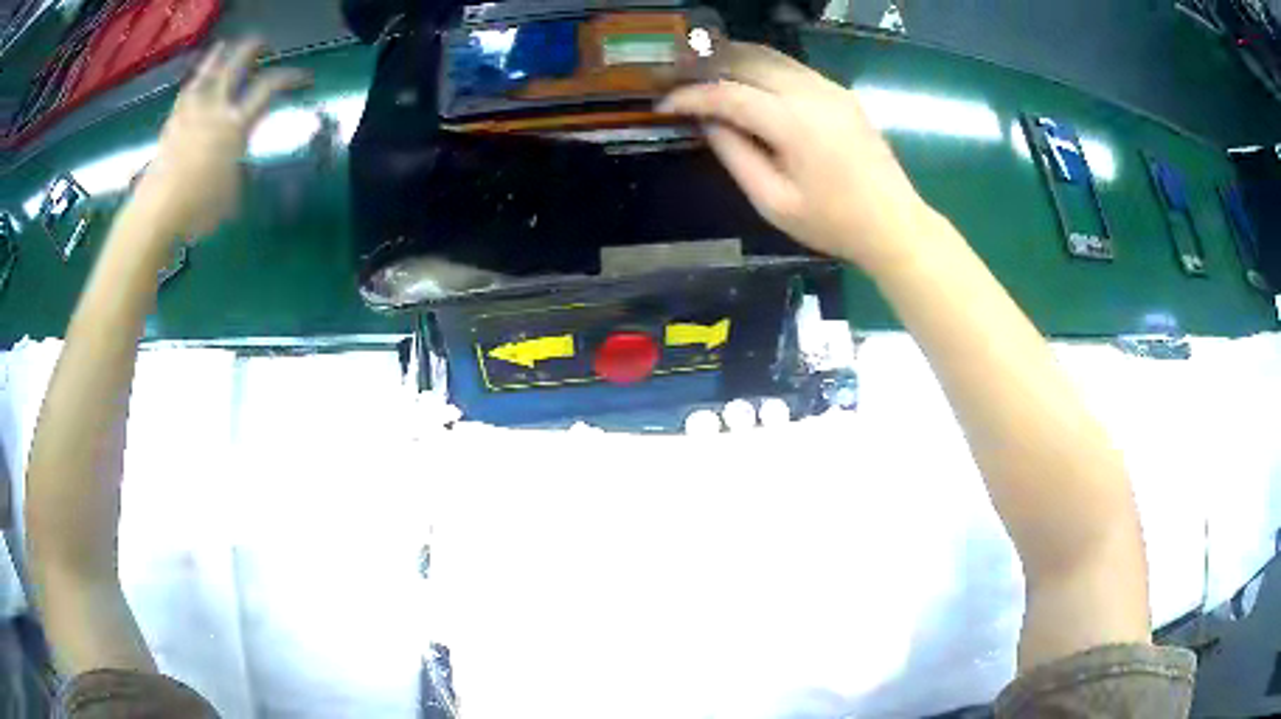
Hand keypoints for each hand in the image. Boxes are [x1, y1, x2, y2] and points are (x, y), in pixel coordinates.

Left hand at [136, 38, 309, 239]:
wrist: (157, 214)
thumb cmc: (199, 209)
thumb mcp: (233, 190)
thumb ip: (240, 163)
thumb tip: (240, 156)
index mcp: (236, 124)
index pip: (270, 88)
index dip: (291, 77)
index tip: (305, 79)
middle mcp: (215, 108)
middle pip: (239, 63)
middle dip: (255, 48)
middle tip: (265, 46)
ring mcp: (191, 111)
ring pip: (208, 70)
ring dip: (219, 56)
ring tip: (225, 47)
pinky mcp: (171, 123)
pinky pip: (185, 92)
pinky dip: (194, 81)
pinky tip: (195, 81)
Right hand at [659, 43, 934, 272]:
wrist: (894, 224)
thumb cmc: (833, 223)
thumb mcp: (774, 202)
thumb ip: (736, 156)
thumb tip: (709, 122)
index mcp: (794, 122)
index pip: (728, 94)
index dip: (691, 96)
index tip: (663, 104)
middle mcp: (811, 92)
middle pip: (747, 60)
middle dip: (706, 66)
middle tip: (677, 79)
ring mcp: (830, 88)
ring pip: (770, 56)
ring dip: (732, 59)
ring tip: (702, 73)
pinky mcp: (840, 92)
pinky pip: (791, 67)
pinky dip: (760, 67)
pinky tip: (745, 81)